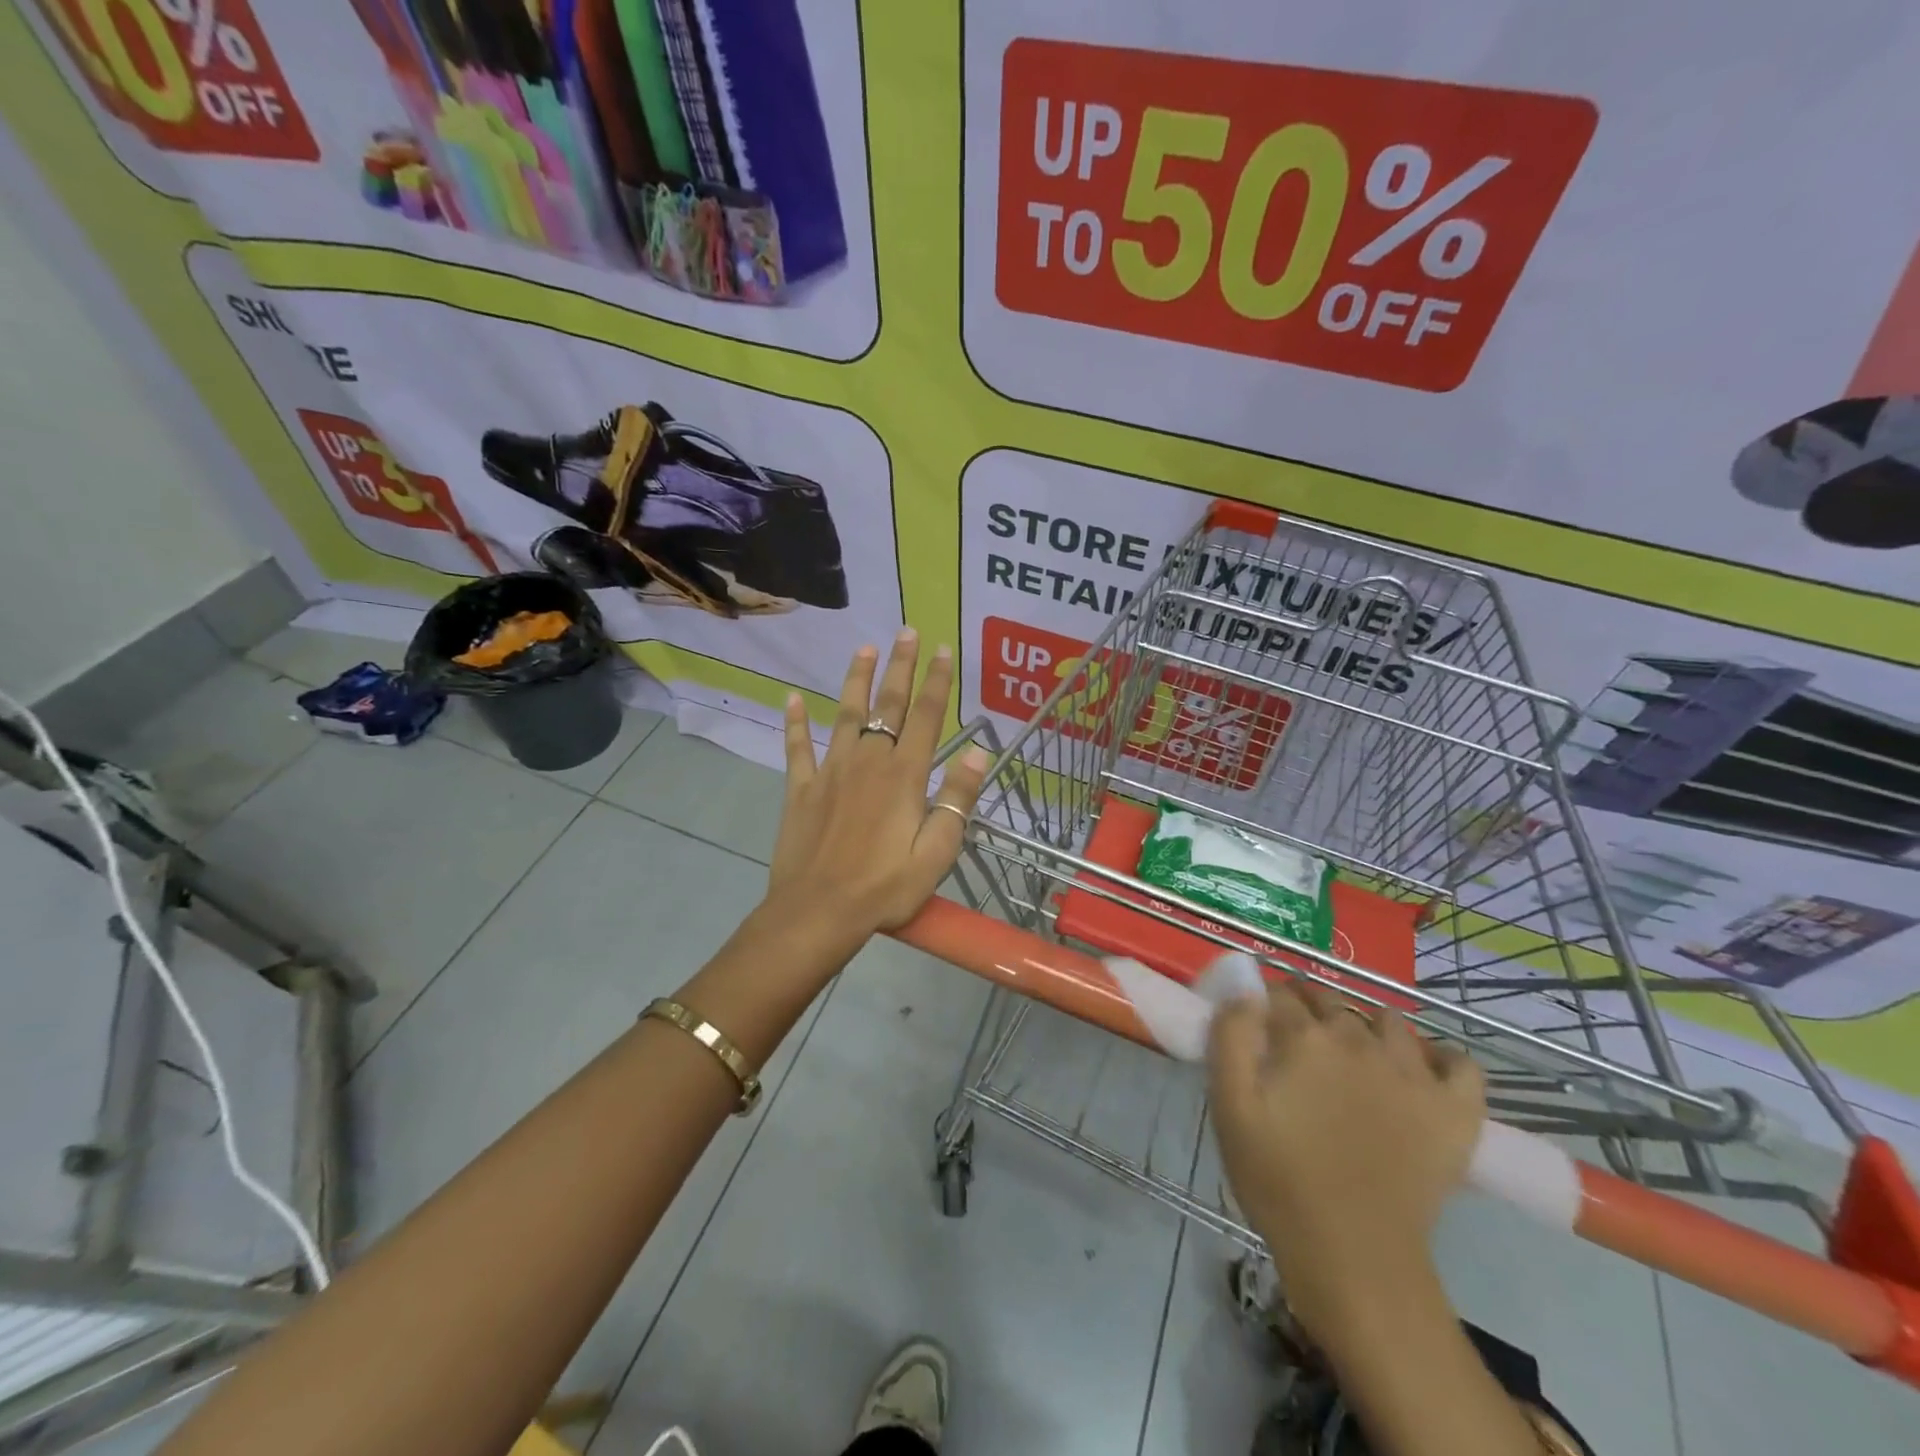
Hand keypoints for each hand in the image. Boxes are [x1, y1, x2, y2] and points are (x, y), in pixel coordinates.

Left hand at [764, 631, 990, 947]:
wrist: (818, 911)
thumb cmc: (885, 887)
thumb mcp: (936, 852)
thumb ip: (957, 799)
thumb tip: (979, 752)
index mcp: (904, 776)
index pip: (926, 718)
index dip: (937, 682)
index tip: (943, 649)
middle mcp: (868, 761)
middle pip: (888, 705)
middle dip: (900, 667)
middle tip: (906, 631)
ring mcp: (830, 771)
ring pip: (845, 714)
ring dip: (855, 679)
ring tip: (863, 648)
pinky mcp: (801, 788)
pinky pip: (797, 747)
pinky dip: (795, 722)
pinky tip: (791, 699)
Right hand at [1208, 982, 1485, 1337]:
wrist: (1354, 1257)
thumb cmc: (1278, 1179)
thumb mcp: (1230, 1106)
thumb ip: (1231, 1037)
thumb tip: (1246, 993)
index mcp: (1305, 1038)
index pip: (1278, 994)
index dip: (1262, 1002)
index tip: (1255, 1023)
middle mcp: (1360, 1041)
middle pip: (1330, 1000)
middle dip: (1307, 1008)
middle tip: (1294, 1040)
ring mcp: (1414, 1073)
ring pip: (1388, 1022)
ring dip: (1366, 1025)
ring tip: (1352, 1055)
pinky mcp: (1455, 1110)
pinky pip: (1460, 1063)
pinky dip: (1441, 1058)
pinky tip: (1421, 1071)